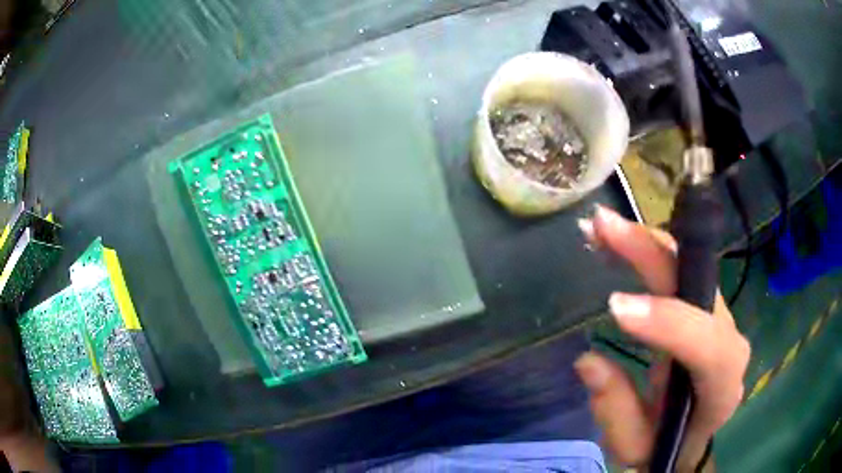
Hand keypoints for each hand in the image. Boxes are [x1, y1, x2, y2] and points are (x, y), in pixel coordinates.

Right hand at [574, 205, 749, 470]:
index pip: (706, 344)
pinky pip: (682, 268)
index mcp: (720, 385)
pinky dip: (651, 250)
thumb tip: (588, 360)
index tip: (614, 307)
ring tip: (603, 228)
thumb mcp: (634, 446)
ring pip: (690, 266)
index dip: (666, 322)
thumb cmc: (664, 446)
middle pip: (700, 286)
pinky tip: (621, 239)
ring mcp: (719, 317)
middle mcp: (729, 339)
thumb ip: (616, 411)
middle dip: (653, 253)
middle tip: (604, 227)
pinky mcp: (704, 307)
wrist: (690, 437)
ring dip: (647, 243)